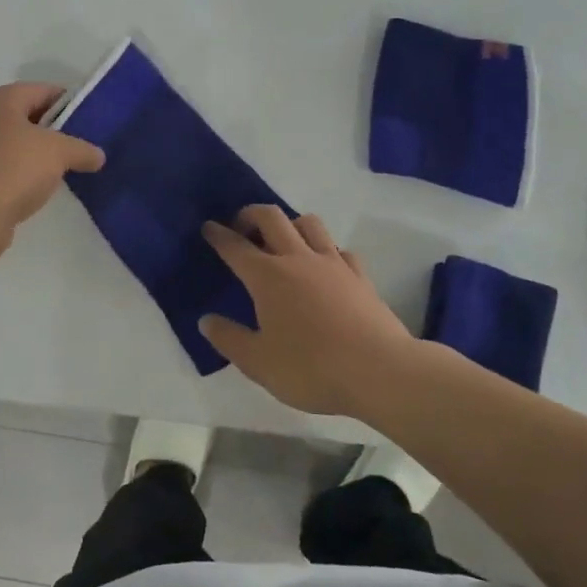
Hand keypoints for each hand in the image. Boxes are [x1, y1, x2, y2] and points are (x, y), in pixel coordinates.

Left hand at [0, 83, 104, 258]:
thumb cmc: (13, 169)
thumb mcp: (59, 153)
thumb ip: (82, 149)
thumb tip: (98, 156)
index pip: (43, 90)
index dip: (71, 103)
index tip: (93, 121)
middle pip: (29, 115)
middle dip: (57, 130)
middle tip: (85, 145)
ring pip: (18, 142)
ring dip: (41, 153)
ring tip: (69, 168)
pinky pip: (7, 165)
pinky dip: (25, 172)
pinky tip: (42, 187)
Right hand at [200, 207, 420, 416]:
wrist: (380, 372)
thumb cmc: (311, 368)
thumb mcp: (258, 363)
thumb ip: (229, 339)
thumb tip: (206, 320)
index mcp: (267, 276)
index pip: (235, 246)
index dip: (218, 234)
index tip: (208, 227)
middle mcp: (297, 258)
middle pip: (271, 217)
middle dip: (251, 214)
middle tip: (242, 228)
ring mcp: (332, 263)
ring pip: (309, 223)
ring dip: (290, 224)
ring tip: (283, 242)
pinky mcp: (359, 275)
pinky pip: (339, 249)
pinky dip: (326, 250)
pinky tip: (324, 267)